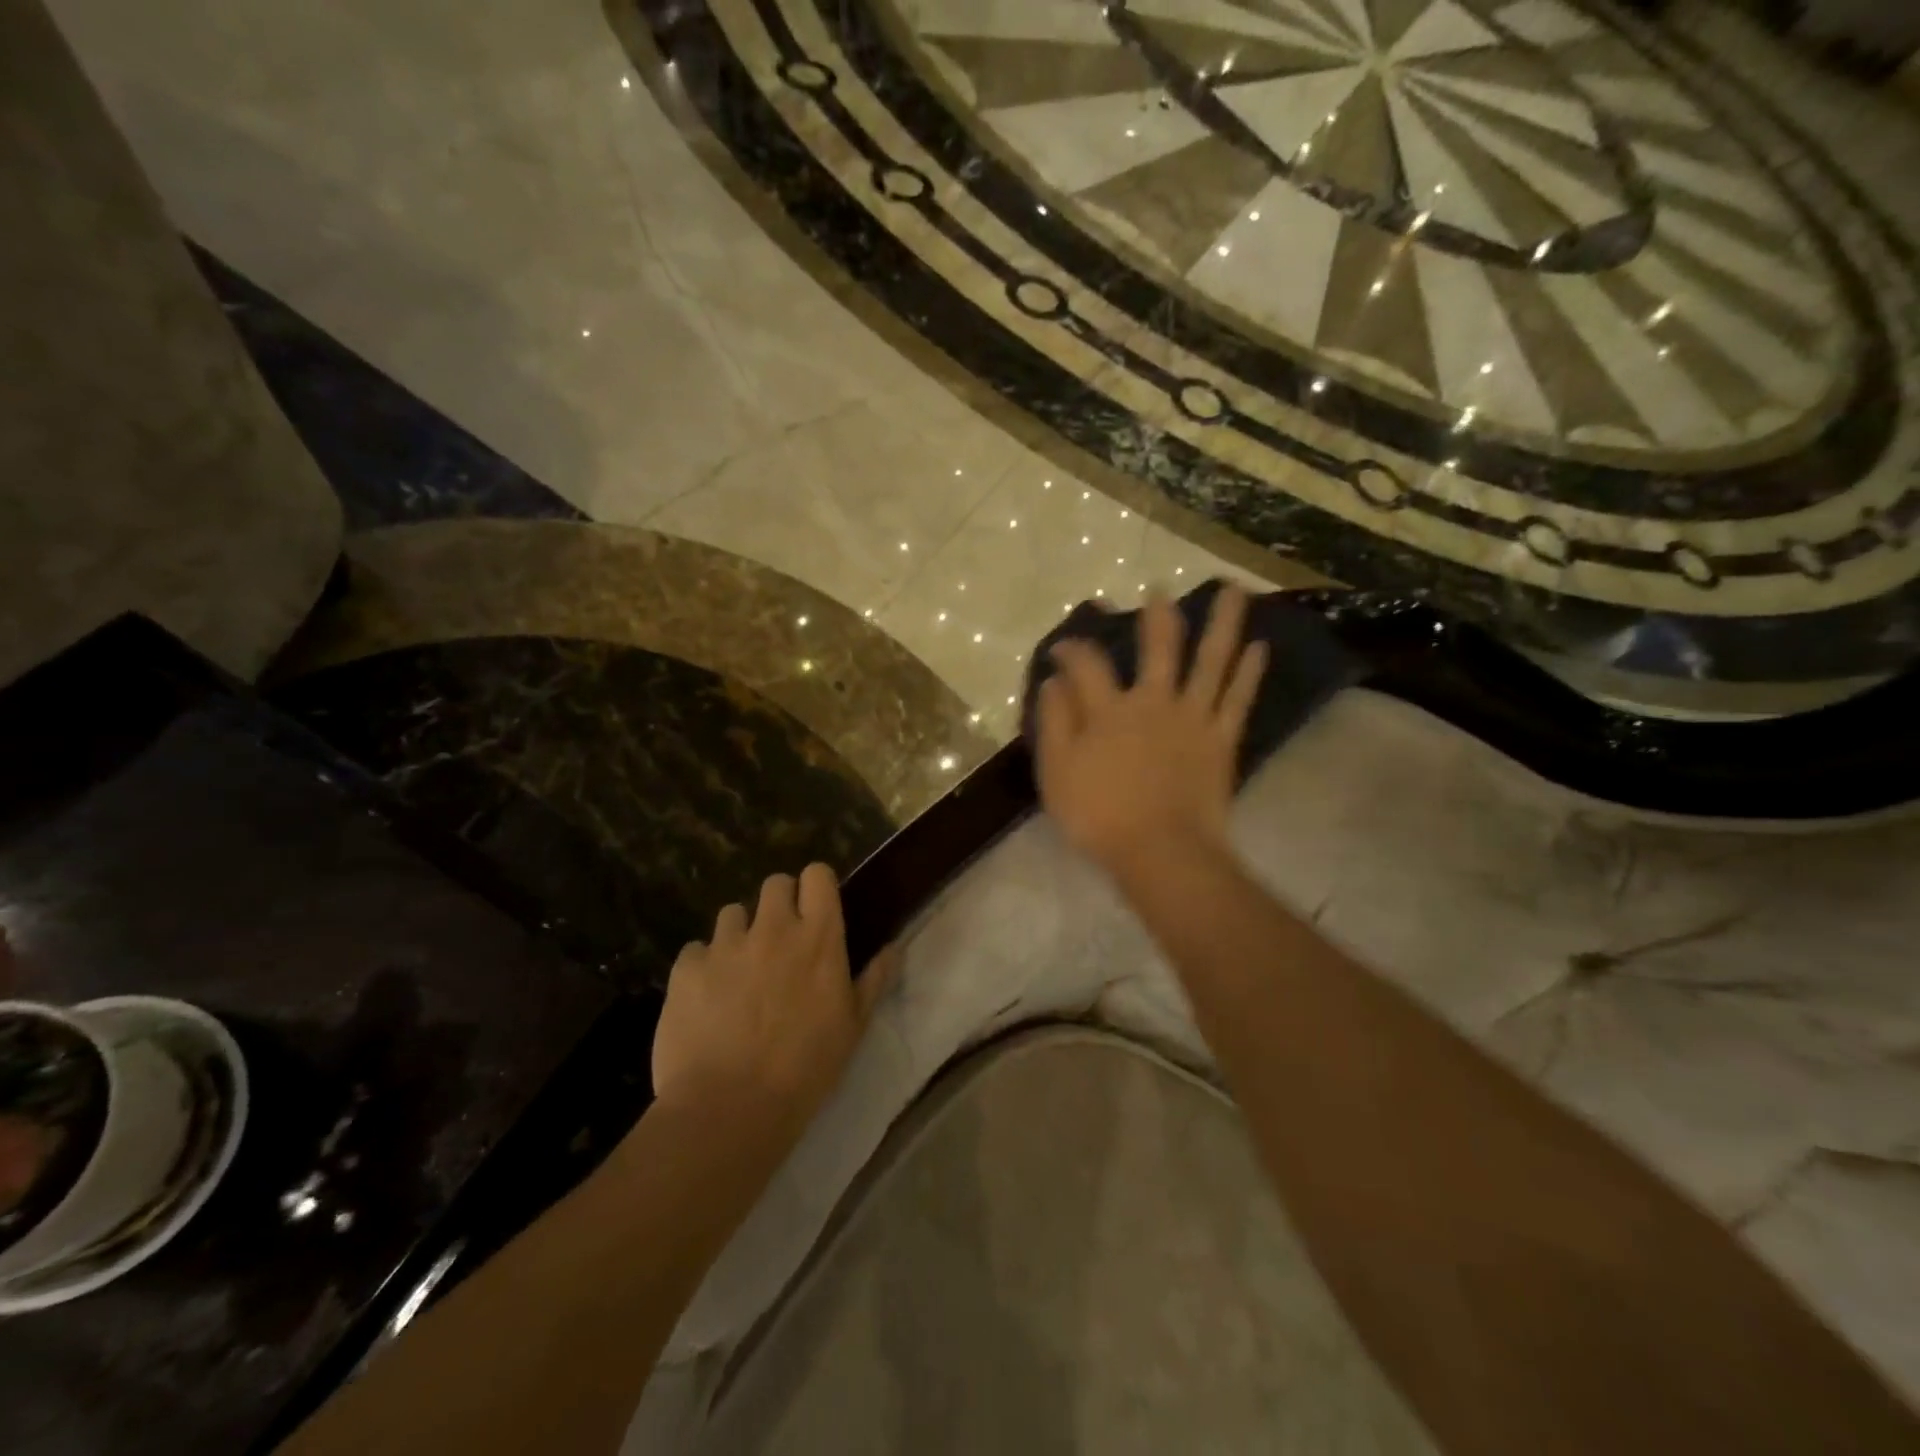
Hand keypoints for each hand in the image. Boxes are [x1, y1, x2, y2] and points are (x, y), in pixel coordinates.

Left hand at [652, 864, 897, 1136]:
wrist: (730, 1108)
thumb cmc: (805, 1068)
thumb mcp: (853, 1026)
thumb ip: (873, 979)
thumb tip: (894, 947)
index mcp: (818, 937)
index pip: (817, 875)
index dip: (815, 887)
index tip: (816, 909)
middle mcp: (773, 928)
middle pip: (774, 884)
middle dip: (779, 903)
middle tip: (780, 941)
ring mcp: (726, 945)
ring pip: (733, 913)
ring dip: (740, 933)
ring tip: (739, 971)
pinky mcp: (687, 968)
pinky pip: (696, 950)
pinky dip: (704, 966)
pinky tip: (707, 998)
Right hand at [1036, 586, 1265, 882]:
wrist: (1161, 850)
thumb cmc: (1100, 815)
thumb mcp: (1057, 771)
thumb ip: (1055, 722)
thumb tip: (1054, 680)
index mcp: (1110, 710)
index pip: (1087, 665)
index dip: (1072, 649)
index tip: (1063, 646)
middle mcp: (1154, 701)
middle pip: (1159, 647)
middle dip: (1157, 614)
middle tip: (1160, 587)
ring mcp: (1193, 718)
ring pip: (1211, 661)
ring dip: (1223, 623)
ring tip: (1235, 590)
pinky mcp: (1221, 740)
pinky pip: (1238, 699)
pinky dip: (1249, 672)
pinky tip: (1259, 647)